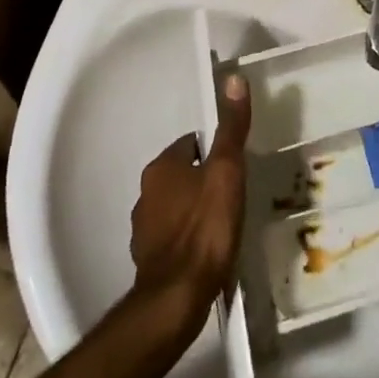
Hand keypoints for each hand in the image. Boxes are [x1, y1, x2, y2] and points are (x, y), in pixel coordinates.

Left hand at [129, 73, 251, 332]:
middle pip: (182, 175)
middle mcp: (145, 193)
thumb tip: (234, 78)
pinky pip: (173, 239)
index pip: (191, 144)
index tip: (235, 166)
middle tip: (234, 195)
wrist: (177, 299)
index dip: (215, 152)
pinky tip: (208, 253)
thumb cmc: (205, 228)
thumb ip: (231, 128)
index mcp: (161, 167)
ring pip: (176, 207)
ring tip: (224, 225)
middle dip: (205, 181)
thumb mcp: (227, 171)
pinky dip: (188, 240)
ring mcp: (143, 229)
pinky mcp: (148, 261)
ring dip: (195, 211)